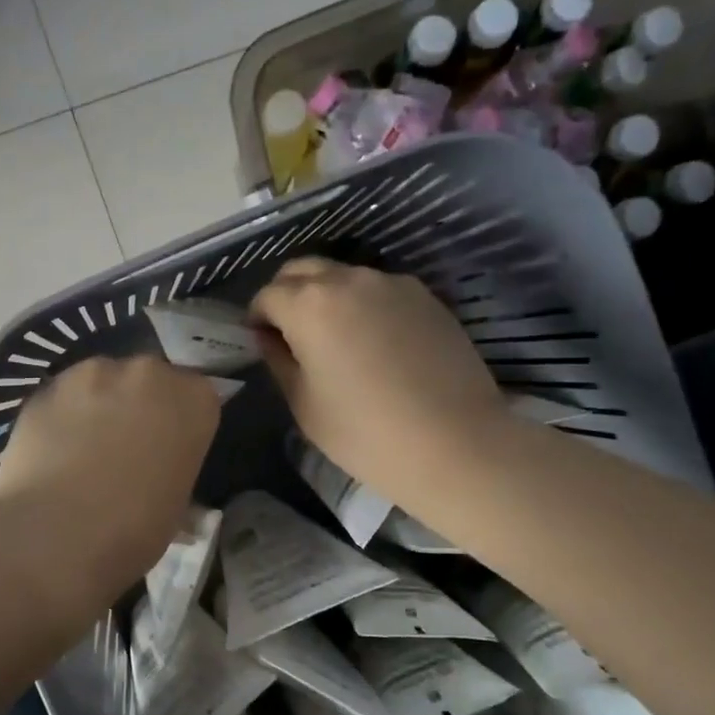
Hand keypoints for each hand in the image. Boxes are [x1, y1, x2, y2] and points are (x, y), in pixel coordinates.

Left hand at [0, 355, 219, 599]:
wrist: (57, 534)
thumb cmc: (135, 529)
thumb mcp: (177, 504)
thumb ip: (173, 470)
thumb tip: (161, 477)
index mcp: (194, 399)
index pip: (197, 396)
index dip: (181, 422)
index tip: (170, 448)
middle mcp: (147, 373)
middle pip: (148, 379)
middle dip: (140, 404)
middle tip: (127, 446)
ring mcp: (91, 374)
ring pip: (101, 381)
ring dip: (98, 404)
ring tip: (83, 448)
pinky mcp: (46, 387)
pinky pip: (62, 398)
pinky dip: (61, 416)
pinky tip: (53, 452)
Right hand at [251, 258, 506, 510]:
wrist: (456, 444)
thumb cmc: (365, 433)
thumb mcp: (304, 404)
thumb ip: (279, 360)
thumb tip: (270, 338)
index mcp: (309, 304)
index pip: (267, 295)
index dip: (257, 319)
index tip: (262, 344)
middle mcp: (348, 280)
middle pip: (302, 270)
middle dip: (287, 295)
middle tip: (290, 334)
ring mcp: (392, 284)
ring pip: (343, 276)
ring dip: (326, 297)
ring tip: (334, 339)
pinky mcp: (426, 296)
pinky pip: (379, 290)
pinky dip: (364, 305)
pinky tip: (374, 343)